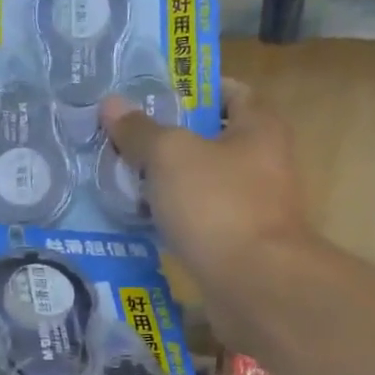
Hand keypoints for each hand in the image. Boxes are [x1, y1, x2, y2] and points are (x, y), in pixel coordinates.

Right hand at [100, 79, 314, 344]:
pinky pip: (200, 222)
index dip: (191, 90)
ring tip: (122, 180)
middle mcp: (264, 164)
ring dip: (167, 184)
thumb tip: (111, 104)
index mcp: (259, 128)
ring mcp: (253, 208)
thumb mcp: (170, 156)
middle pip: (211, 141)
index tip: (151, 95)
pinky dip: (174, 220)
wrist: (254, 285)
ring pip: (202, 185)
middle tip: (124, 140)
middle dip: (169, 140)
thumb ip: (140, 131)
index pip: (229, 92)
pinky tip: (142, 222)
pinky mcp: (238, 246)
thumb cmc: (218, 205)